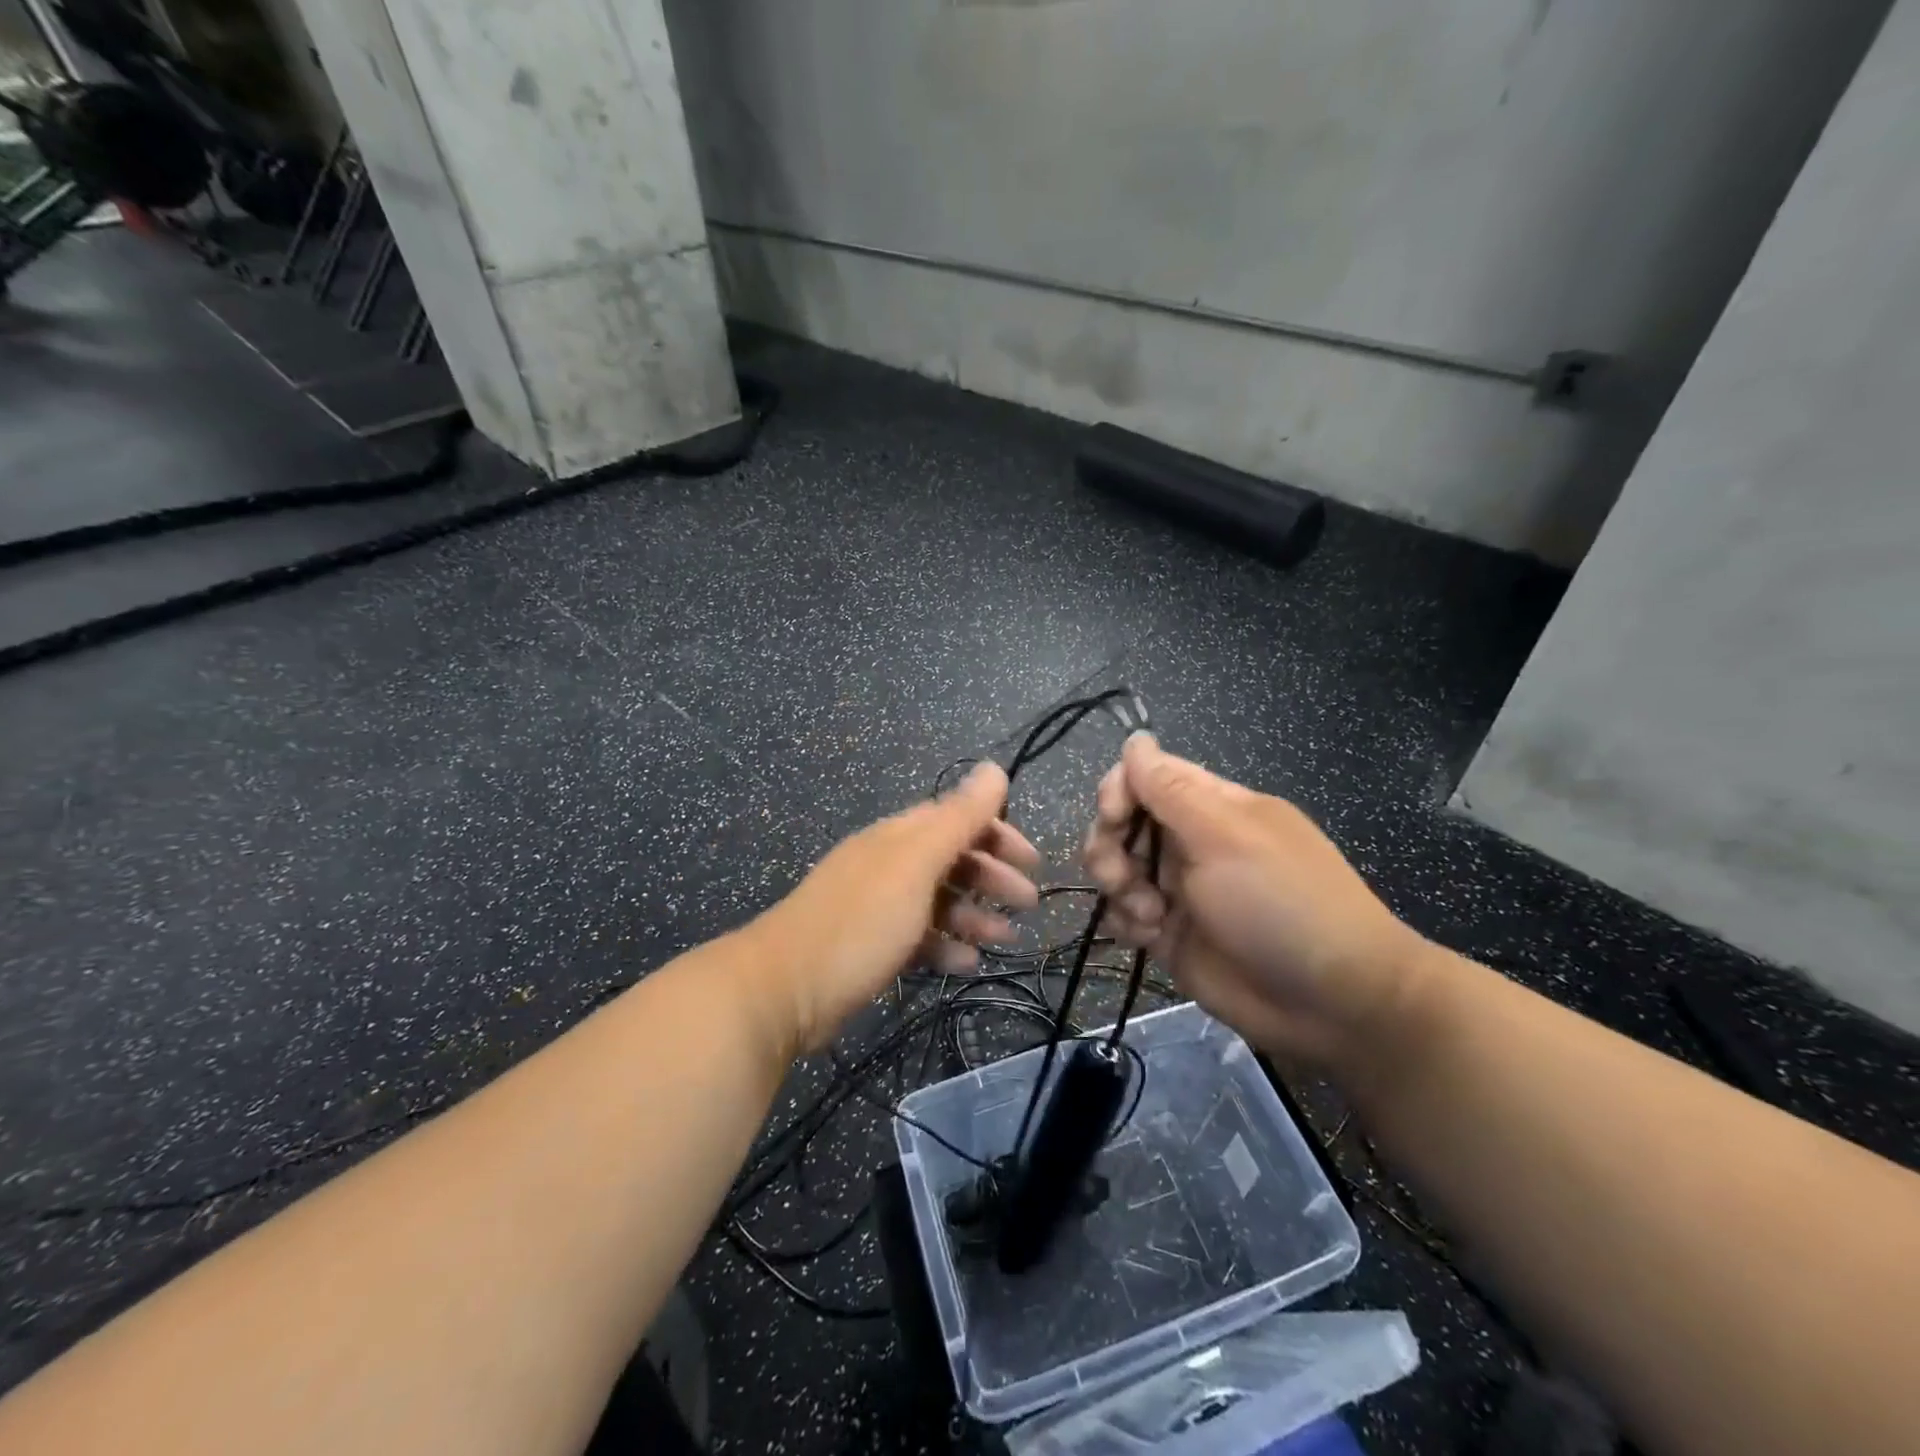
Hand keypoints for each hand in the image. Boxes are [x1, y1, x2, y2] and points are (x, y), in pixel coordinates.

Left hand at [751, 763, 1039, 1055]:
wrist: (784, 988)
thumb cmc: (859, 922)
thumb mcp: (915, 865)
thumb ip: (957, 818)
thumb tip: (993, 767)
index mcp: (898, 837)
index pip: (956, 819)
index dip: (997, 833)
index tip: (1031, 861)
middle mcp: (887, 863)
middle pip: (950, 859)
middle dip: (992, 876)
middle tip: (1029, 904)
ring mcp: (876, 905)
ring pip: (937, 900)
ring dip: (974, 914)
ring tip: (1007, 939)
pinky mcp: (868, 945)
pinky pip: (918, 937)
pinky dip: (945, 946)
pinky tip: (967, 965)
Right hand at [1082, 734, 1431, 1070]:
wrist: (1333, 1002)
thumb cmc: (1282, 903)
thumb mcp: (1226, 836)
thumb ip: (1171, 789)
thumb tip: (1136, 739)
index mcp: (1210, 807)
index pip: (1144, 776)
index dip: (1118, 790)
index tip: (1113, 817)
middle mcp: (1189, 842)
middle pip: (1120, 823)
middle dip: (1108, 844)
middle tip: (1120, 875)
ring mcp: (1179, 890)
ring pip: (1115, 868)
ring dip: (1117, 886)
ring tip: (1148, 914)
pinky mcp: (1170, 934)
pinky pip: (1124, 914)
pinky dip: (1127, 922)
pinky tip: (1150, 937)